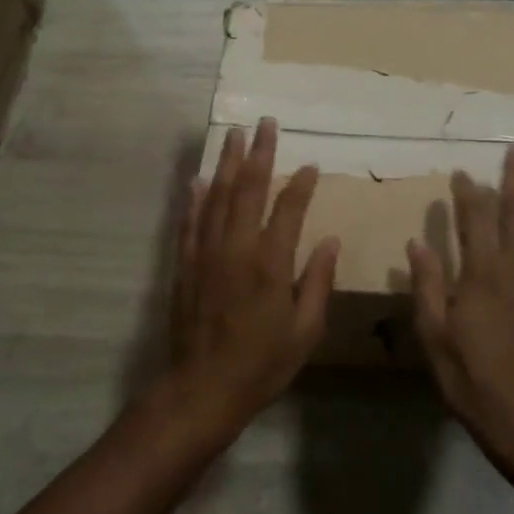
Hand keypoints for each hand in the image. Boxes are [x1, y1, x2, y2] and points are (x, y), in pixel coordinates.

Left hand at [167, 118, 339, 434]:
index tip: (310, 164)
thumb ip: (318, 282)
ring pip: (216, 197)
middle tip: (264, 123)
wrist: (201, 390)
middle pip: (247, 189)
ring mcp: (206, 254)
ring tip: (232, 135)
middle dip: (258, 153)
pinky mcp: (184, 265)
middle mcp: (236, 249)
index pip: (288, 210)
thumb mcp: (305, 331)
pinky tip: (197, 180)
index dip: (300, 184)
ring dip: (225, 164)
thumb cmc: (261, 364)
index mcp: (271, 264)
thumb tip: (329, 240)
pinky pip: (189, 222)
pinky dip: (194, 199)